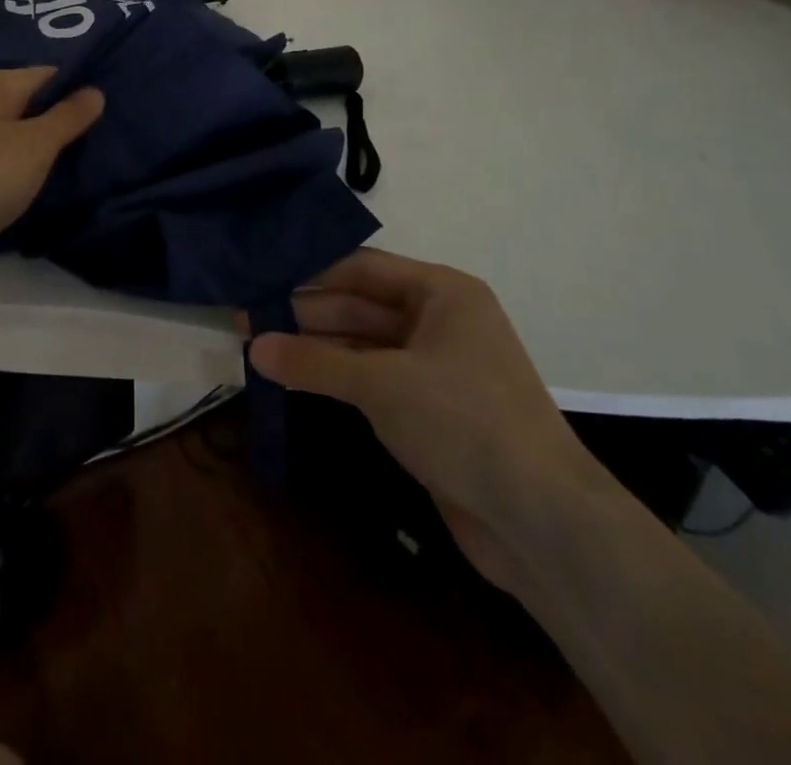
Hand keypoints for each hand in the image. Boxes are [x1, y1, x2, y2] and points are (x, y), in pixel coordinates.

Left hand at [0, 68, 103, 293]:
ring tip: (87, 160)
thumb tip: (95, 90)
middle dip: (68, 119)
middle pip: (35, 102)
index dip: (84, 88)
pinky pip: (3, 158)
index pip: (53, 73)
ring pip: (19, 132)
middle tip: (111, 137)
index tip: (119, 106)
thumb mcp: (34, 147)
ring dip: (47, 146)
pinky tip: (45, 182)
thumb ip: (67, 117)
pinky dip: (24, 167)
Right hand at [248, 248, 606, 589]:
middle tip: (248, 318)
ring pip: (365, 344)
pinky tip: (298, 380)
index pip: (362, 269)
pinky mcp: (431, 411)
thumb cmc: (464, 422)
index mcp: (442, 292)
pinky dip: (338, 379)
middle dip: (307, 313)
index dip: (310, 274)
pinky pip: (374, 380)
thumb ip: (316, 361)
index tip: (260, 278)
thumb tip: (254, 346)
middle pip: (361, 306)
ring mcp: (436, 367)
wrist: (542, 522)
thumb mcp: (382, 383)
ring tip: (260, 347)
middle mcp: (440, 321)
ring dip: (318, 348)